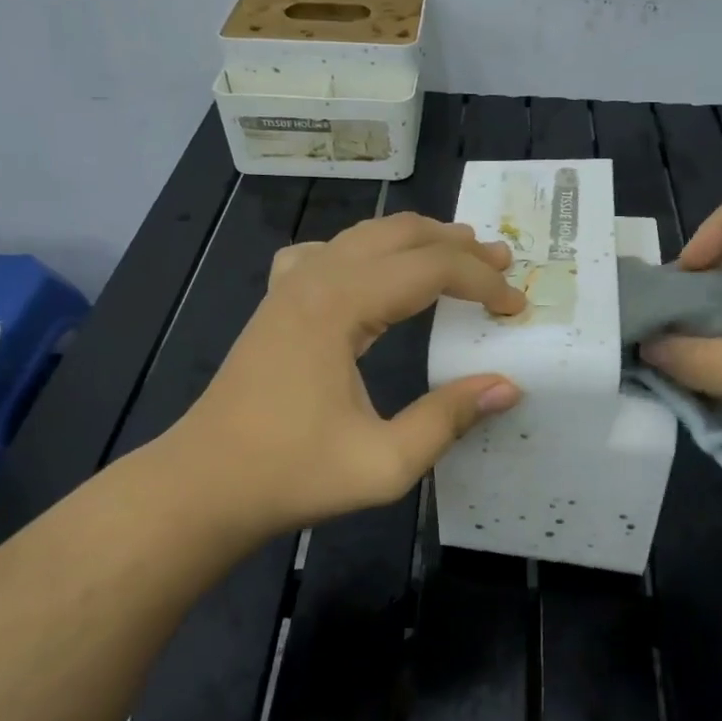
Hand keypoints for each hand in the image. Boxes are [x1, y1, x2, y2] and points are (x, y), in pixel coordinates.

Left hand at [176, 213, 524, 539]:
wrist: (205, 485)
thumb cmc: (293, 475)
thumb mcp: (384, 463)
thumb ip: (448, 419)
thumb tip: (507, 386)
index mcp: (340, 307)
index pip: (430, 270)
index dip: (482, 282)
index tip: (517, 308)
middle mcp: (315, 280)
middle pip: (400, 235)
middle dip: (457, 246)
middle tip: (500, 264)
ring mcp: (289, 286)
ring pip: (364, 235)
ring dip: (416, 240)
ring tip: (458, 252)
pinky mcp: (276, 302)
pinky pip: (326, 252)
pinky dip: (365, 249)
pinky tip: (373, 271)